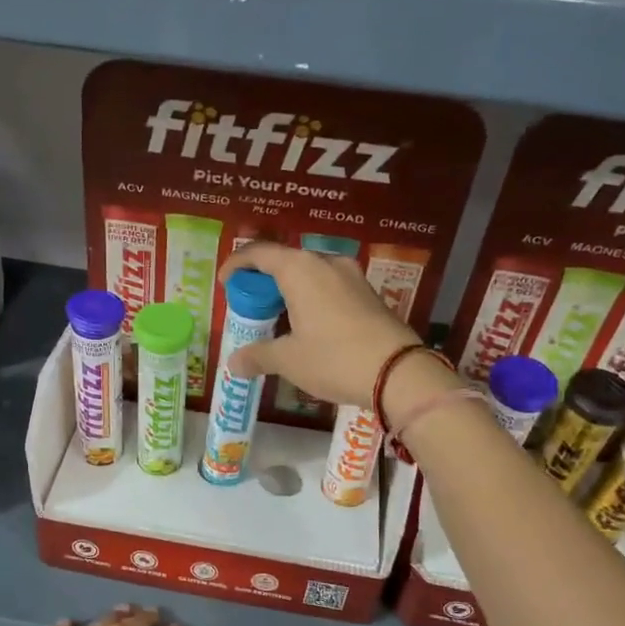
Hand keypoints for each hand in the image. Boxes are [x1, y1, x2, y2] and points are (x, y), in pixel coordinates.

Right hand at [219, 242, 423, 407]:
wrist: (399, 372)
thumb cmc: (334, 358)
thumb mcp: (289, 360)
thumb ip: (258, 355)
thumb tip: (234, 362)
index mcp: (300, 269)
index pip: (259, 253)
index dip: (237, 264)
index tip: (225, 283)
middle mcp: (326, 263)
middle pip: (285, 262)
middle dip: (263, 282)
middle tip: (251, 307)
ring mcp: (352, 276)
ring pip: (310, 274)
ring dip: (289, 291)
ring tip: (278, 320)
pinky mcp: (369, 293)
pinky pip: (329, 287)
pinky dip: (311, 299)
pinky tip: (308, 327)